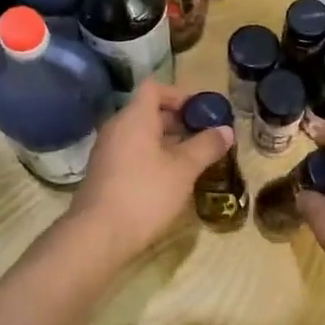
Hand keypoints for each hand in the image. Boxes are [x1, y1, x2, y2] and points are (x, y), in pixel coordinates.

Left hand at [69, 80, 232, 261]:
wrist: (98, 236)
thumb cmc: (145, 193)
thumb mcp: (184, 169)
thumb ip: (207, 146)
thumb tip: (226, 130)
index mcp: (134, 118)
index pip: (155, 88)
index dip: (180, 94)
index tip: (201, 111)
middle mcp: (117, 128)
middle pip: (149, 111)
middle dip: (179, 121)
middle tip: (204, 136)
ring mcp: (107, 151)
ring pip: (141, 135)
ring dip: (167, 141)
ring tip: (193, 158)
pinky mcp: (105, 174)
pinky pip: (132, 153)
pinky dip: (153, 157)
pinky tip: (171, 178)